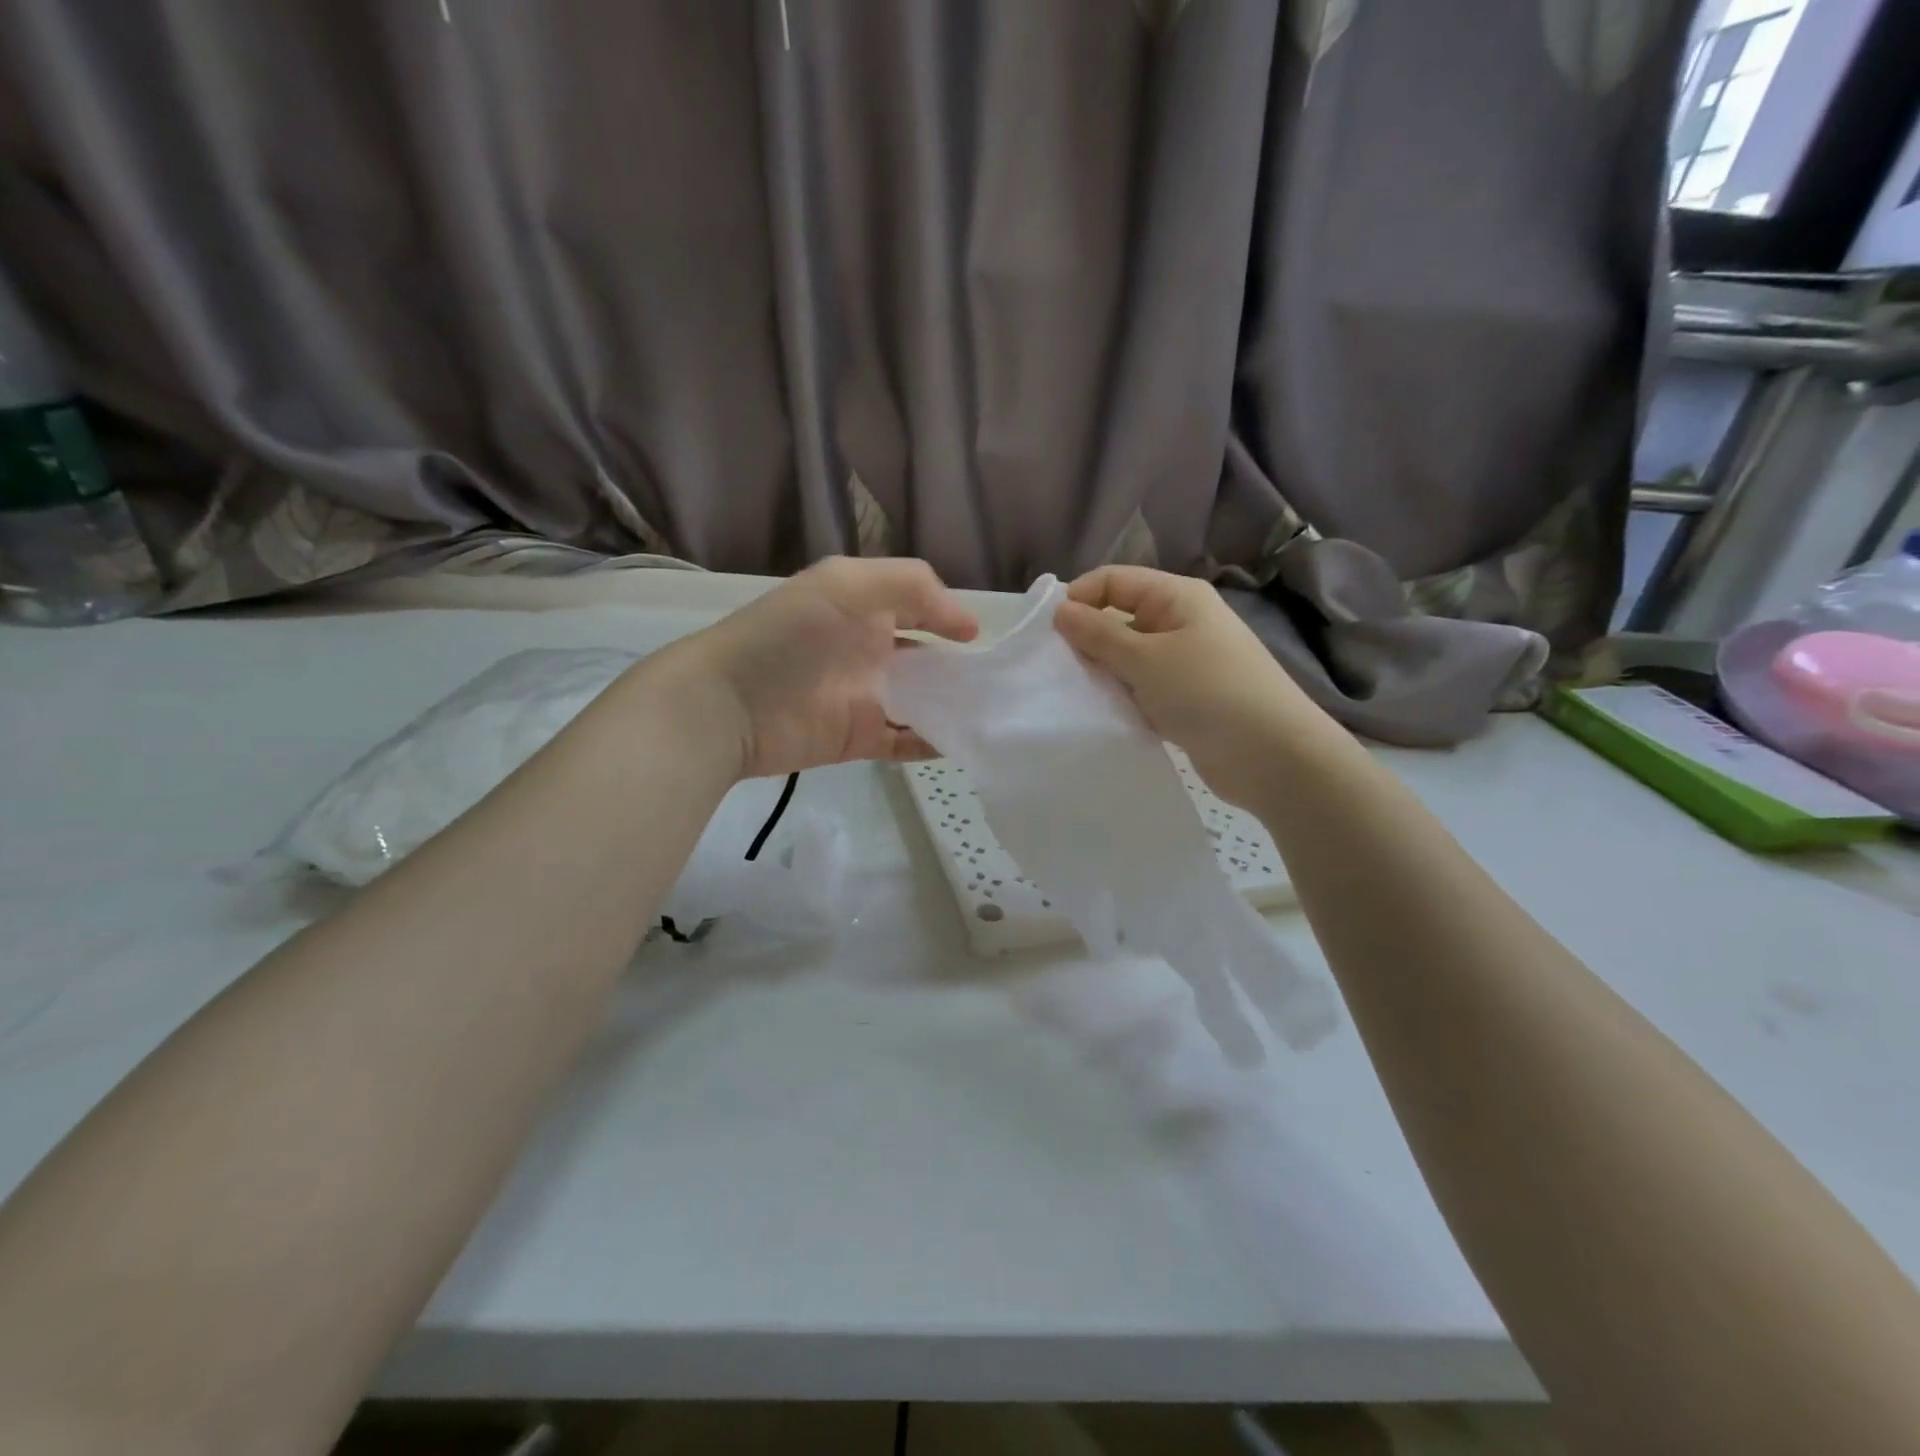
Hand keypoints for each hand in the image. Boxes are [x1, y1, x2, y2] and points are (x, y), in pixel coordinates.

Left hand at [650, 557, 978, 779]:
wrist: (729, 704)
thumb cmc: (788, 635)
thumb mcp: (847, 584)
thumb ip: (911, 585)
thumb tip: (966, 625)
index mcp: (864, 609)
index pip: (919, 608)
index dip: (950, 619)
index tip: (977, 639)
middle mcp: (869, 651)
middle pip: (927, 659)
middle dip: (960, 669)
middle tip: (1000, 684)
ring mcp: (866, 698)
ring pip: (923, 703)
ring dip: (954, 707)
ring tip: (992, 714)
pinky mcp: (859, 739)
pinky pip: (905, 742)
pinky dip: (934, 743)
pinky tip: (964, 743)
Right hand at [1053, 565, 1337, 807]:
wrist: (1272, 757)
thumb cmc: (1208, 692)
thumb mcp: (1147, 659)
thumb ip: (1099, 635)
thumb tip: (1061, 611)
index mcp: (1178, 597)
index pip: (1115, 580)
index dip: (1080, 598)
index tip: (1048, 632)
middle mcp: (1182, 622)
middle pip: (1121, 616)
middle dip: (1088, 638)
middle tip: (1057, 668)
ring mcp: (1186, 662)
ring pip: (1129, 656)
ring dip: (1104, 671)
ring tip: (1076, 693)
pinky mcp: (1186, 698)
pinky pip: (1142, 687)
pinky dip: (1123, 696)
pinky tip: (1103, 713)